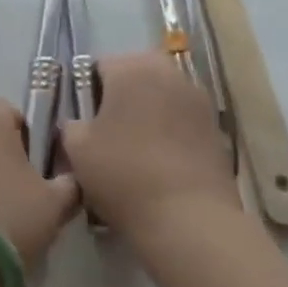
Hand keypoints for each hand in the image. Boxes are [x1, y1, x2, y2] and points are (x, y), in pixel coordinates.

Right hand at [62, 54, 236, 242]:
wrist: (190, 220)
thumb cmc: (125, 174)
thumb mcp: (77, 150)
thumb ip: (71, 125)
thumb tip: (78, 124)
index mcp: (131, 67)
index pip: (99, 67)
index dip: (87, 94)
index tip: (85, 124)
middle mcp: (167, 71)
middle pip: (134, 77)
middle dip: (120, 99)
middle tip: (108, 136)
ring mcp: (196, 98)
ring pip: (160, 97)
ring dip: (148, 114)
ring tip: (136, 153)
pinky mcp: (216, 127)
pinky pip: (182, 121)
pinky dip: (170, 134)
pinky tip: (162, 165)